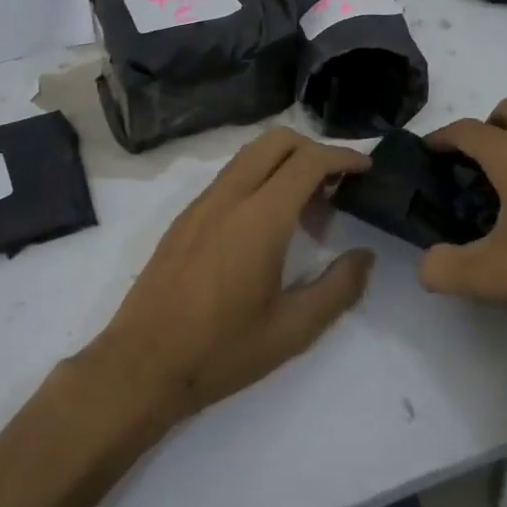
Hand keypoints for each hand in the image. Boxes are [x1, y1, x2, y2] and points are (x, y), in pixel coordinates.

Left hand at [87, 128, 374, 423]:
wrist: (141, 365)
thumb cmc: (221, 351)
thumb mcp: (292, 330)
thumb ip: (338, 288)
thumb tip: (364, 256)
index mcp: (259, 218)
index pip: (307, 161)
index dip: (342, 157)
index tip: (366, 169)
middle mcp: (229, 196)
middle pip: (276, 141)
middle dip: (314, 149)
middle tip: (338, 184)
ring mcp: (201, 203)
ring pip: (250, 155)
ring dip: (284, 163)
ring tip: (308, 208)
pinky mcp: (184, 217)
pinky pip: (230, 176)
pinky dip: (259, 178)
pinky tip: (268, 223)